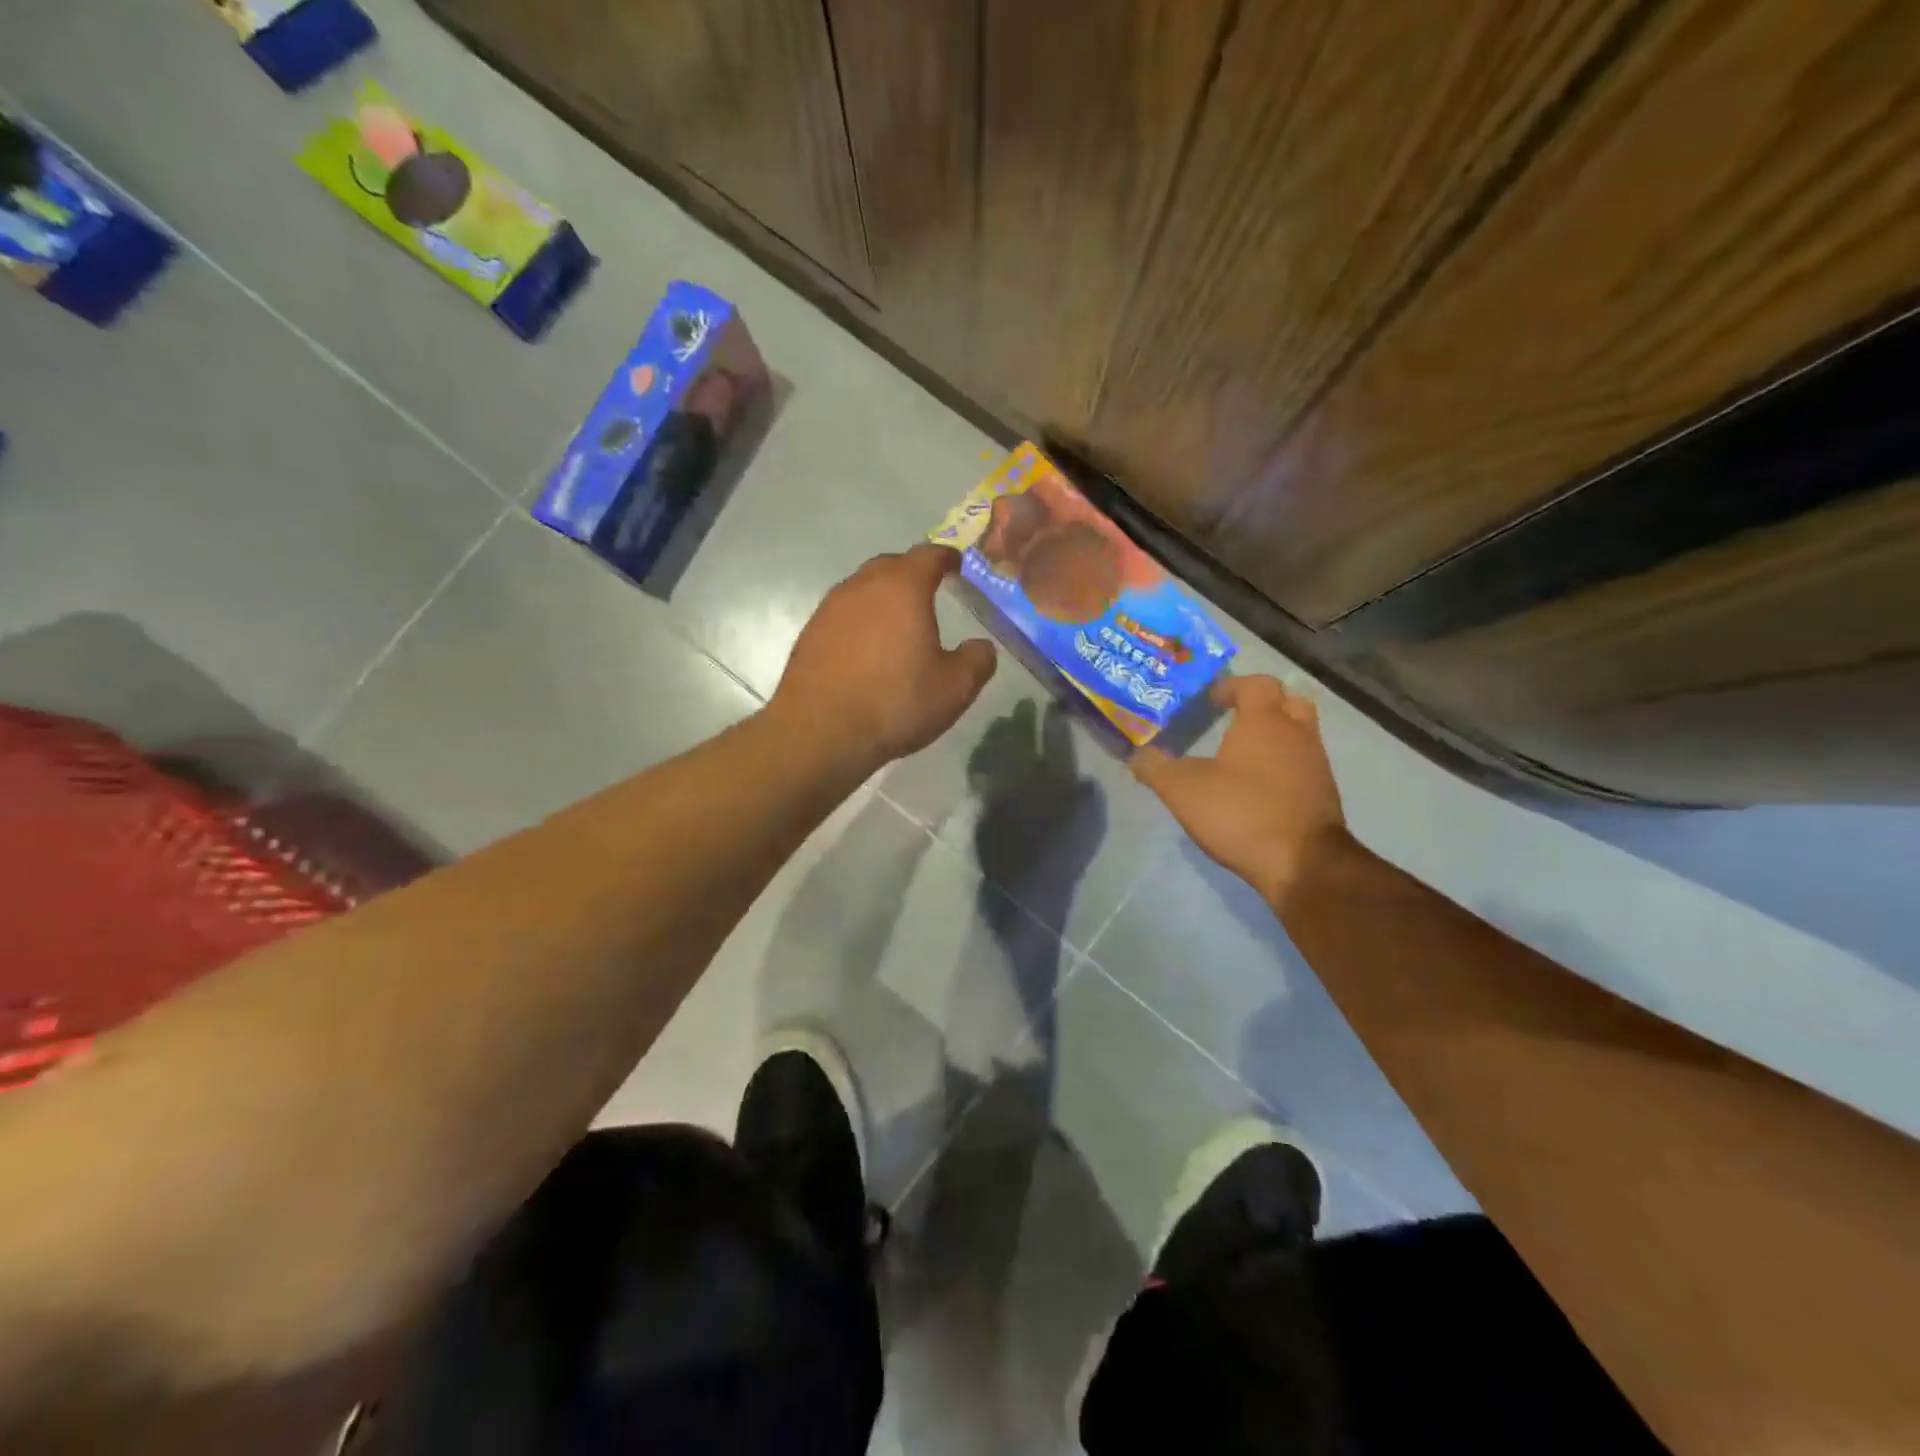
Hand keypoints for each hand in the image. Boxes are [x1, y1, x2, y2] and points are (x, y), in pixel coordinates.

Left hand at [771, 545, 997, 769]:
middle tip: (930, 591)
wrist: (819, 731)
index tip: (957, 565)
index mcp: (902, 587)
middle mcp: (862, 586)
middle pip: (891, 565)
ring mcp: (830, 608)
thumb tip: (981, 647)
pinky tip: (867, 648)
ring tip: (898, 621)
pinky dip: (860, 621)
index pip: (929, 555)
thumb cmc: (894, 702)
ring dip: (882, 597)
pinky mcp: (809, 634)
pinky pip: (843, 615)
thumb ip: (976, 660)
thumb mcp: (954, 688)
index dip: (947, 557)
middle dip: (912, 573)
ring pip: (862, 589)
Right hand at [1131, 675, 1349, 909]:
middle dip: (1264, 704)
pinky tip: (1259, 787)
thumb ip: (1155, 767)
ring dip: (1276, 736)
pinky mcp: (1324, 795)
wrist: (1302, 863)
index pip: (1257, 684)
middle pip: (1289, 701)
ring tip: (1243, 755)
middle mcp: (1297, 734)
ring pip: (1300, 734)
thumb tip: (1136, 755)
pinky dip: (1284, 766)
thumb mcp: (1182, 790)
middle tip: (1237, 717)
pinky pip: (1303, 765)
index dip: (1233, 686)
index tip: (1212, 699)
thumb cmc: (1240, 812)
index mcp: (1265, 721)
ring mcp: (1316, 764)